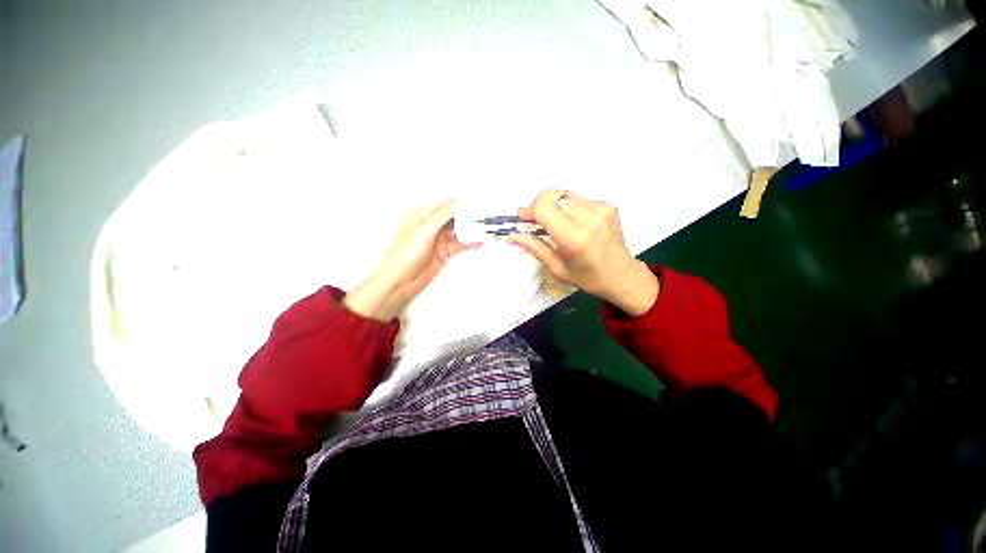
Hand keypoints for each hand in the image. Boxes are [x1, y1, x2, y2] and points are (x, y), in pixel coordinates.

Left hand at [342, 200, 480, 321]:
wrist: (401, 281)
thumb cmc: (404, 254)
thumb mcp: (424, 230)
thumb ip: (441, 215)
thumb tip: (457, 202)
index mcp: (421, 215)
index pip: (444, 205)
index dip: (458, 204)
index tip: (474, 203)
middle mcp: (430, 225)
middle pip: (453, 218)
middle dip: (467, 217)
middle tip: (482, 216)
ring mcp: (438, 239)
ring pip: (458, 231)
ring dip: (469, 230)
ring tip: (483, 228)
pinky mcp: (444, 252)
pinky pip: (459, 244)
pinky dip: (469, 243)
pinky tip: (477, 242)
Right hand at [508, 190, 659, 315]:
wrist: (622, 275)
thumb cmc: (587, 278)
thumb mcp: (557, 268)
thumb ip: (534, 247)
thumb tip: (512, 235)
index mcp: (575, 238)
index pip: (544, 209)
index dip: (529, 211)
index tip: (522, 218)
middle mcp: (589, 218)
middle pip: (553, 195)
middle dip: (538, 205)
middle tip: (533, 220)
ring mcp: (601, 209)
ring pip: (564, 194)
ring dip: (552, 205)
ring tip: (550, 221)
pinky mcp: (608, 205)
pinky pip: (577, 198)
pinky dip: (567, 206)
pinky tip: (569, 221)